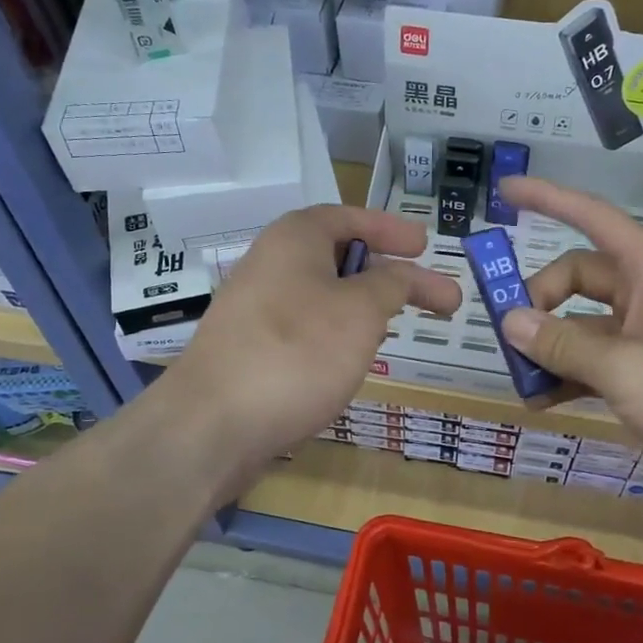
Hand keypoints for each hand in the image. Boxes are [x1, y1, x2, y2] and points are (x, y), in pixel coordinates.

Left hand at [154, 205, 460, 490]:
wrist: (213, 424)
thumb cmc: (297, 352)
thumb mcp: (361, 311)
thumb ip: (391, 285)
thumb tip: (401, 275)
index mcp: (296, 238)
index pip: (351, 217)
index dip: (392, 229)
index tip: (425, 245)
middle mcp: (272, 264)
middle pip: (340, 257)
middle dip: (387, 276)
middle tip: (429, 296)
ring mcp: (257, 308)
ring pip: (324, 296)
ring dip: (364, 308)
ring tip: (397, 328)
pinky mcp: (252, 349)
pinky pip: (306, 327)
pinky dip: (337, 334)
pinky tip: (353, 360)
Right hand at [498, 176, 642, 487]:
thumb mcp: (623, 369)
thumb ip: (562, 344)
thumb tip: (509, 321)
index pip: (591, 216)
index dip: (548, 198)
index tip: (506, 189)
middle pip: (577, 277)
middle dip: (538, 299)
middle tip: (508, 335)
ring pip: (582, 324)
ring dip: (549, 345)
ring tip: (518, 377)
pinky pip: (596, 360)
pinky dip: (568, 374)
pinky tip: (541, 399)